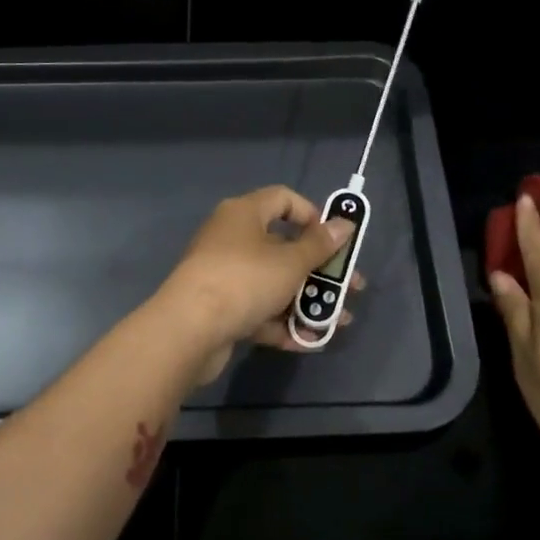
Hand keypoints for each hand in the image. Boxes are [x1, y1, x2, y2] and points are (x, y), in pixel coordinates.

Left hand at [155, 185, 364, 383]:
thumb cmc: (244, 281)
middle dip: (320, 270)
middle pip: (283, 247)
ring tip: (338, 321)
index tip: (334, 239)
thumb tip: (344, 224)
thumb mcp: (290, 262)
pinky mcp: (220, 308)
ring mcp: (224, 275)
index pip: (283, 199)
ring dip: (306, 301)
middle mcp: (231, 238)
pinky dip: (281, 323)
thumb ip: (320, 245)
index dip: (312, 215)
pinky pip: (258, 310)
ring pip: (273, 283)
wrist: (189, 330)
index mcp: (244, 214)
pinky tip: (307, 340)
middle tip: (351, 287)